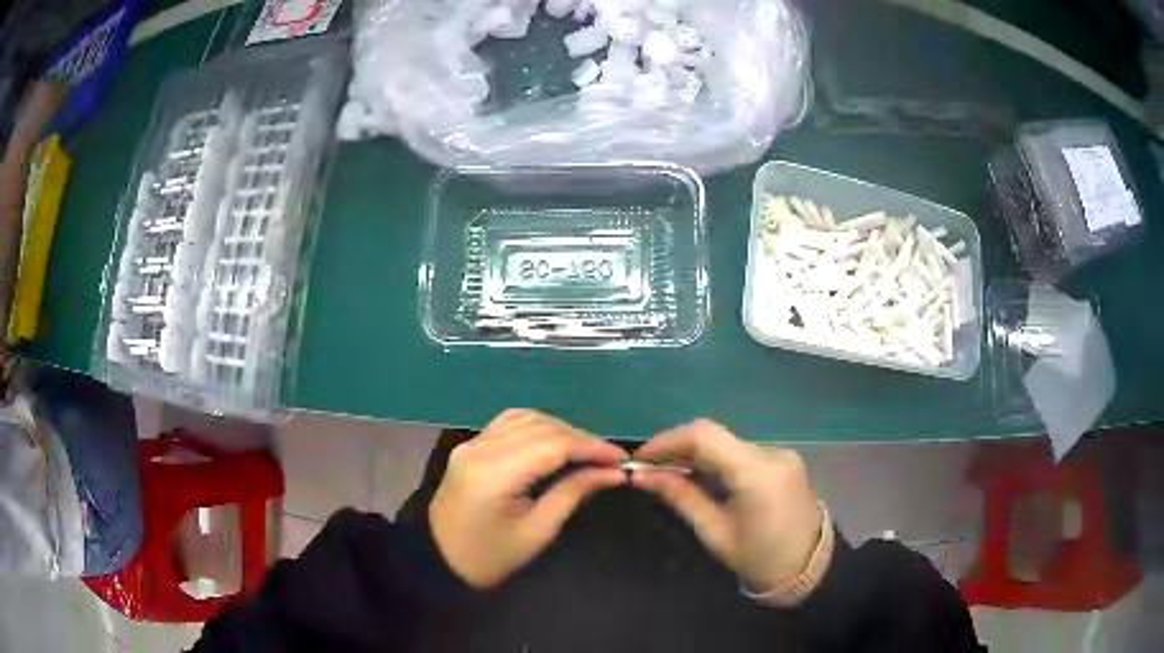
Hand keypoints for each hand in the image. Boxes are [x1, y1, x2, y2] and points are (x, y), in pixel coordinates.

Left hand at [429, 409, 627, 587]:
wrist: (440, 559)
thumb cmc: (490, 557)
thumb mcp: (536, 532)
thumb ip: (572, 494)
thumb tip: (612, 472)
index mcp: (494, 474)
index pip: (552, 445)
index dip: (592, 447)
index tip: (622, 459)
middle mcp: (480, 447)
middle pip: (541, 426)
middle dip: (581, 439)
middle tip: (609, 460)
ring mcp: (472, 442)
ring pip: (527, 418)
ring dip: (561, 430)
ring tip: (587, 452)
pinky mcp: (471, 445)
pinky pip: (510, 422)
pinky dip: (539, 427)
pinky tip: (556, 443)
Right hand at [631, 419, 822, 591]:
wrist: (807, 569)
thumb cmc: (758, 558)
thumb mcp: (714, 532)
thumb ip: (680, 496)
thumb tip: (642, 476)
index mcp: (757, 473)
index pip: (704, 436)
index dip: (667, 441)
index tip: (640, 458)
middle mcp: (772, 453)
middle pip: (715, 436)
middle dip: (678, 447)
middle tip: (650, 468)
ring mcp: (781, 454)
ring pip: (727, 442)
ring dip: (696, 453)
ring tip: (670, 474)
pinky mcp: (784, 460)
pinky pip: (742, 452)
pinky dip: (717, 460)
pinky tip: (702, 477)